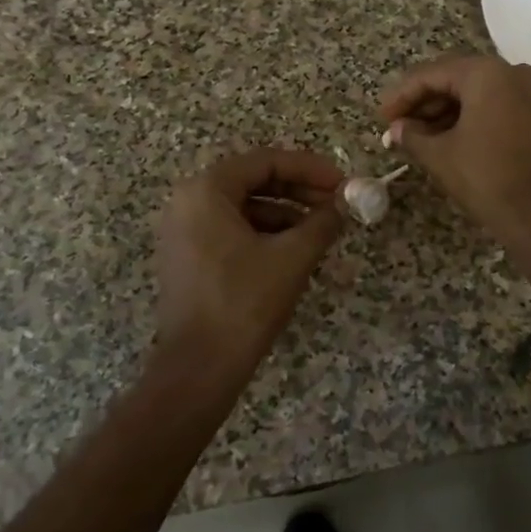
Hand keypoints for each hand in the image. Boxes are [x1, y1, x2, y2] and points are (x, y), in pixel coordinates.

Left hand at [155, 148, 345, 363]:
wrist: (198, 369)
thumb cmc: (244, 303)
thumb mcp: (292, 257)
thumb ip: (323, 221)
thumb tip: (346, 203)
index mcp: (207, 190)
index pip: (266, 161)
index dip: (310, 168)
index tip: (343, 182)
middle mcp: (188, 201)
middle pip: (254, 180)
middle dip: (299, 189)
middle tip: (337, 202)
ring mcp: (184, 230)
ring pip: (245, 206)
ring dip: (286, 212)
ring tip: (323, 228)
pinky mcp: (189, 256)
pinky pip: (232, 229)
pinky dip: (266, 232)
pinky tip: (296, 248)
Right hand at [380, 55, 530, 241]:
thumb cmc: (484, 177)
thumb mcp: (439, 155)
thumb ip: (412, 135)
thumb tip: (397, 129)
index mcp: (486, 73)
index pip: (433, 74)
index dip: (403, 95)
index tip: (382, 116)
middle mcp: (513, 73)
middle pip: (458, 80)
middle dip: (426, 102)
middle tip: (399, 125)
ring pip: (481, 94)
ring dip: (449, 112)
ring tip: (421, 136)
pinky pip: (501, 107)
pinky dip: (476, 118)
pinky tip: (453, 140)